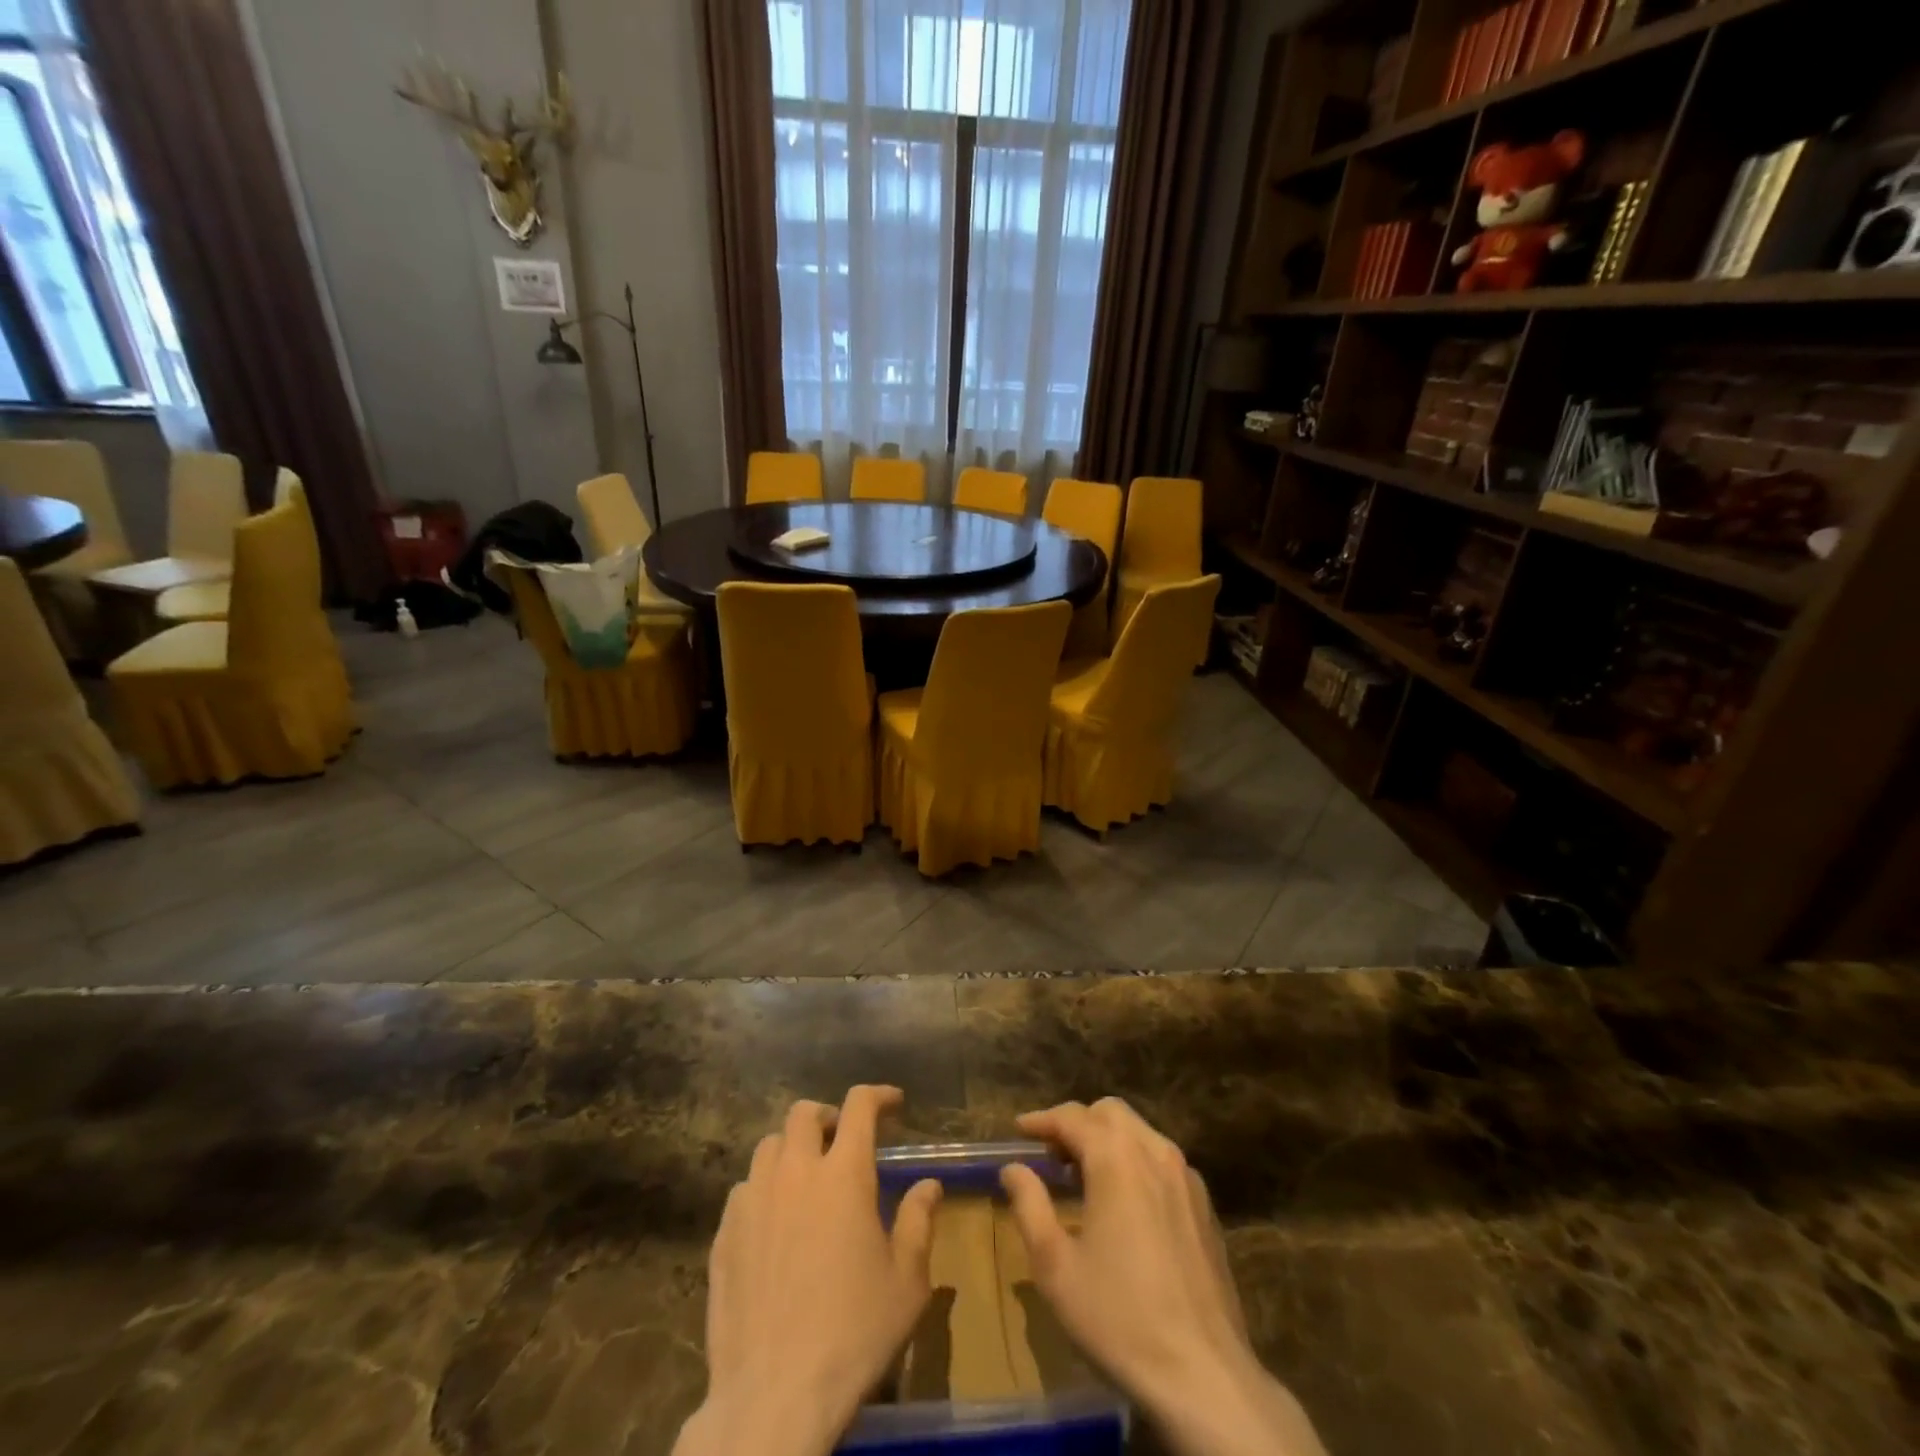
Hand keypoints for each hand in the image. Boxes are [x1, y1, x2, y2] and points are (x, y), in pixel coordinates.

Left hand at [674, 1085, 942, 1455]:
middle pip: (804, 1113)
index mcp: (844, 1173)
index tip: (892, 1102)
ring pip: (769, 1146)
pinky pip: (743, 1190)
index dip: (878, 1095)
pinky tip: (773, 1222)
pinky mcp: (724, 1234)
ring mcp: (753, 1201)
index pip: (859, 1106)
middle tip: (843, 1140)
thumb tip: (929, 1185)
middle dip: (828, 1116)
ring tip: (806, 1178)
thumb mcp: (906, 1281)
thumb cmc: (853, 1333)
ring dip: (792, 1149)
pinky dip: (763, 1189)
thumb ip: (918, 1221)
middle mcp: (795, 1172)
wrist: (774, 1395)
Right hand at [1000, 1099, 1327, 1455]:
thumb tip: (1013, 1168)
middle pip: (1109, 1113)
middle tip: (1051, 1156)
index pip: (1071, 1117)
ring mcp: (1186, 1177)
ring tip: (1083, 1177)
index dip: (1041, 1120)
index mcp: (1116, 1158)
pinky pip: (1162, 1162)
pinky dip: (1135, 1162)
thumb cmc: (1118, 1317)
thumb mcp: (1055, 1266)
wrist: (1204, 1375)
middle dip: (1077, 1124)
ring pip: (1140, 1133)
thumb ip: (1030, 1205)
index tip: (1019, 1130)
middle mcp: (1154, 1152)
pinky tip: (1124, 1203)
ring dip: (1108, 1140)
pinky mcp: (1204, 1206)